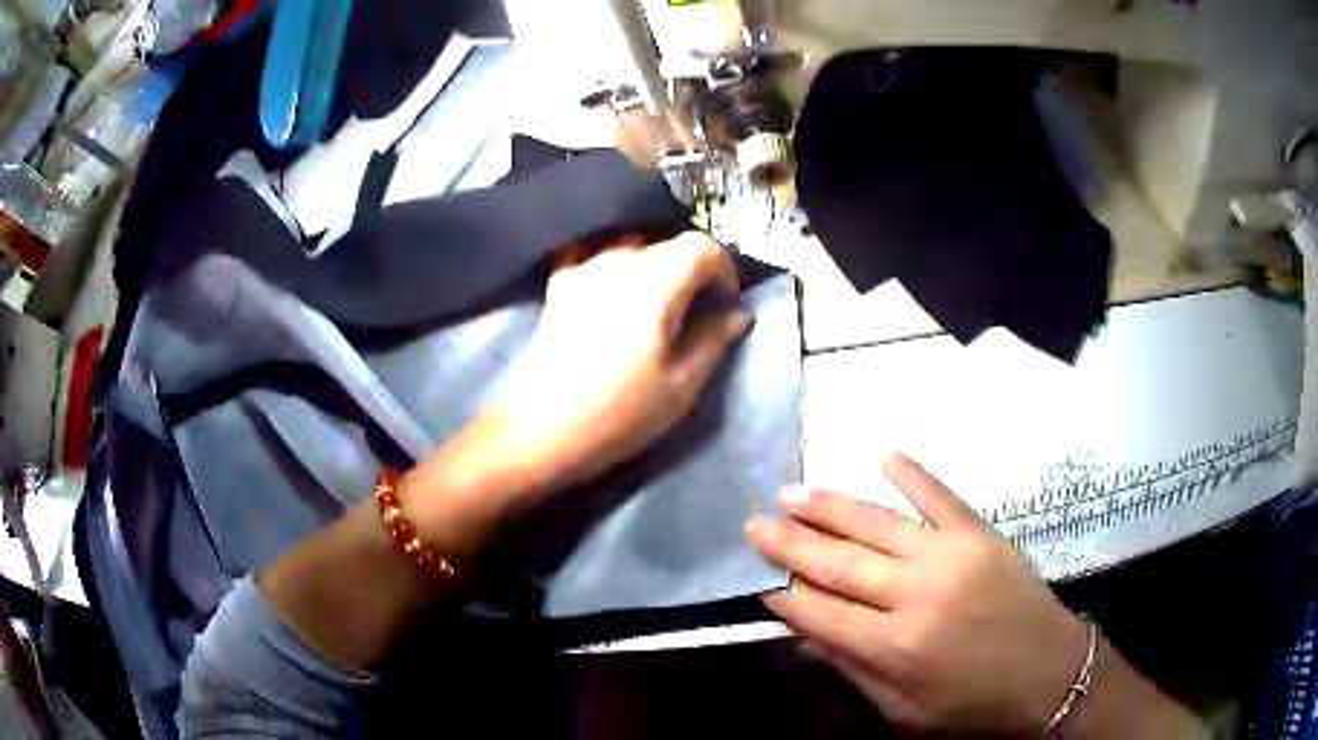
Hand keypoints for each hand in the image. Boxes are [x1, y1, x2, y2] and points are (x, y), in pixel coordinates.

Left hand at [485, 231, 749, 496]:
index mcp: (656, 282)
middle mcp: (619, 262)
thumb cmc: (620, 413)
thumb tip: (737, 314)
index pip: (701, 246)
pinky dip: (609, 264)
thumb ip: (713, 340)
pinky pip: (590, 256)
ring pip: (630, 246)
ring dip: (653, 265)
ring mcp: (583, 270)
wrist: (543, 429)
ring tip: (657, 302)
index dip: (723, 269)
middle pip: (666, 244)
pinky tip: (610, 289)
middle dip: (691, 269)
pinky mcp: (559, 286)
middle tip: (698, 308)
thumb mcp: (681, 385)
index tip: (727, 302)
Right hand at [747, 453, 1087, 734]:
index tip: (754, 576)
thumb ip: (853, 670)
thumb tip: (805, 635)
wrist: (1048, 673)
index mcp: (895, 648)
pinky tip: (881, 453)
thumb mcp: (903, 710)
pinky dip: (910, 471)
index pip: (820, 613)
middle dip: (790, 544)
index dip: (783, 594)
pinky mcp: (981, 533)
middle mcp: (917, 595)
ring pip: (877, 523)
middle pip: (839, 563)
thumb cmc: (971, 704)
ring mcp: (951, 556)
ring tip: (791, 492)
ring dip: (830, 506)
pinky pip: (939, 494)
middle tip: (754, 523)